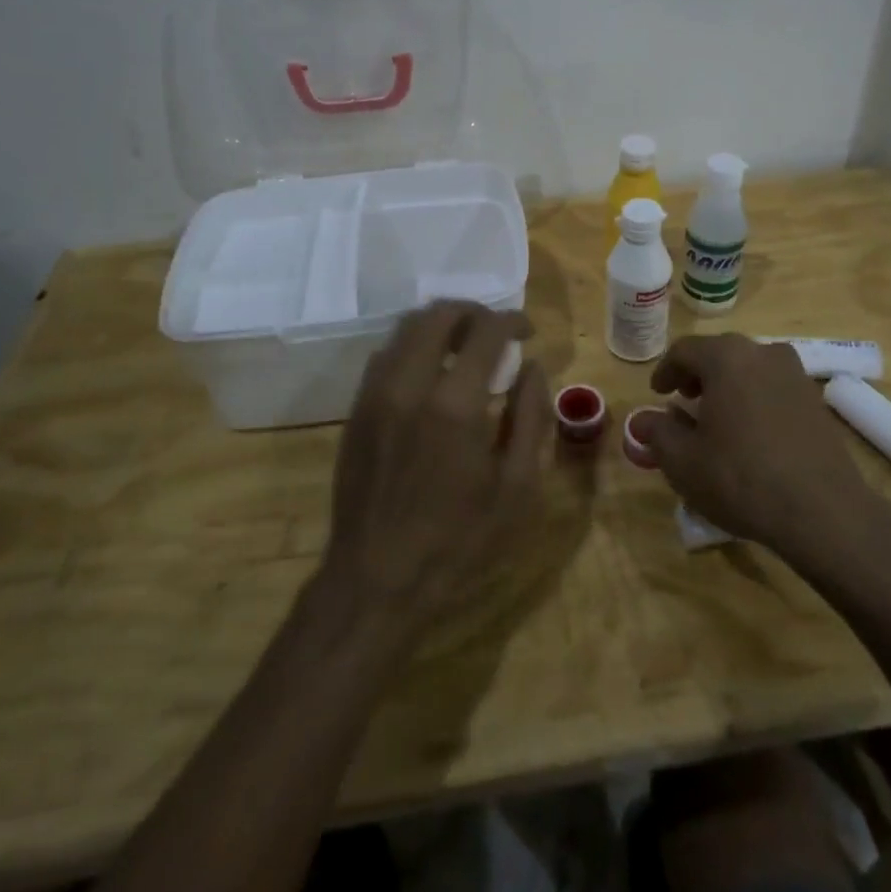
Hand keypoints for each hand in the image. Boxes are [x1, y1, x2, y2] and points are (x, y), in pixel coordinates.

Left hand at [320, 301, 548, 637]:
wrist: (375, 580)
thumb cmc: (457, 540)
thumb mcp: (516, 488)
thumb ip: (531, 418)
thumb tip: (533, 368)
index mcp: (455, 405)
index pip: (486, 331)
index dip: (512, 320)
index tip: (527, 331)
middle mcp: (410, 385)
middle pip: (438, 314)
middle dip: (474, 311)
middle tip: (496, 330)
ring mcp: (376, 394)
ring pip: (406, 327)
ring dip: (441, 324)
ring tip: (465, 344)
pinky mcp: (357, 409)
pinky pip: (386, 354)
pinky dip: (414, 346)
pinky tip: (431, 371)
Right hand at [632, 334, 882, 555]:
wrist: (823, 512)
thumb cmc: (740, 478)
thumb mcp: (683, 461)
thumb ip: (658, 433)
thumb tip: (643, 420)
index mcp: (726, 357)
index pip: (684, 351)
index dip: (665, 371)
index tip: (657, 394)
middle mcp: (762, 353)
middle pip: (720, 354)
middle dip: (697, 375)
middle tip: (684, 400)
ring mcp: (795, 374)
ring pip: (749, 369)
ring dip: (728, 386)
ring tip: (716, 417)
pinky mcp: (815, 400)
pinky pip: (772, 388)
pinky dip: (754, 399)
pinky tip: (749, 433)